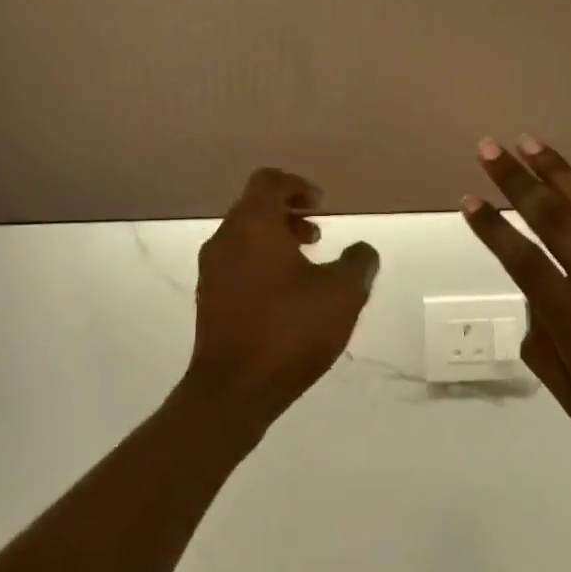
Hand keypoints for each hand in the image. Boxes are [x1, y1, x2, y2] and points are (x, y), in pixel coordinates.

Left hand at [181, 168, 380, 437]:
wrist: (232, 390)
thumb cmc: (288, 331)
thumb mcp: (341, 295)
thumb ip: (358, 263)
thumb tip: (363, 250)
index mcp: (252, 224)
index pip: (268, 181)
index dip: (297, 185)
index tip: (321, 204)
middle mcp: (225, 237)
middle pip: (255, 206)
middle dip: (288, 213)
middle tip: (318, 233)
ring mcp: (212, 268)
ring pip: (245, 234)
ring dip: (276, 238)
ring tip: (307, 264)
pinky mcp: (208, 296)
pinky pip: (237, 260)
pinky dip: (261, 260)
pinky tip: (286, 294)